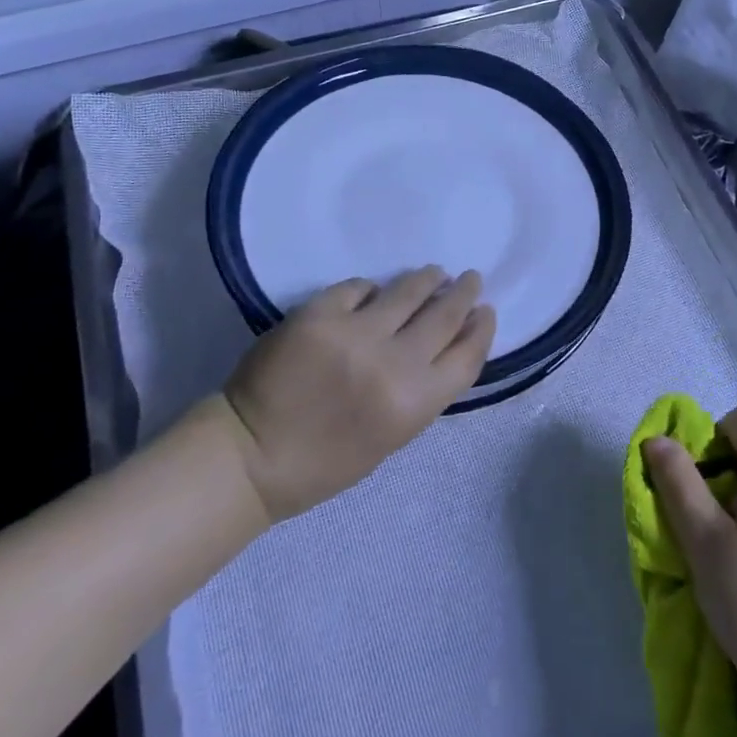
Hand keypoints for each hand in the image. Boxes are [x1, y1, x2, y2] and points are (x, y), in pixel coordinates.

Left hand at [214, 267, 493, 521]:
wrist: (251, 455)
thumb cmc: (325, 462)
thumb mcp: (391, 437)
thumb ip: (421, 390)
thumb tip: (443, 343)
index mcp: (413, 404)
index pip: (467, 354)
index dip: (481, 328)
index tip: (485, 311)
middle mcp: (392, 363)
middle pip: (444, 315)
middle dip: (462, 293)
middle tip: (469, 279)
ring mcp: (355, 332)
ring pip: (408, 290)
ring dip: (426, 280)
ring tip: (432, 274)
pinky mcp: (320, 311)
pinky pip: (359, 287)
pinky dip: (370, 289)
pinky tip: (373, 291)